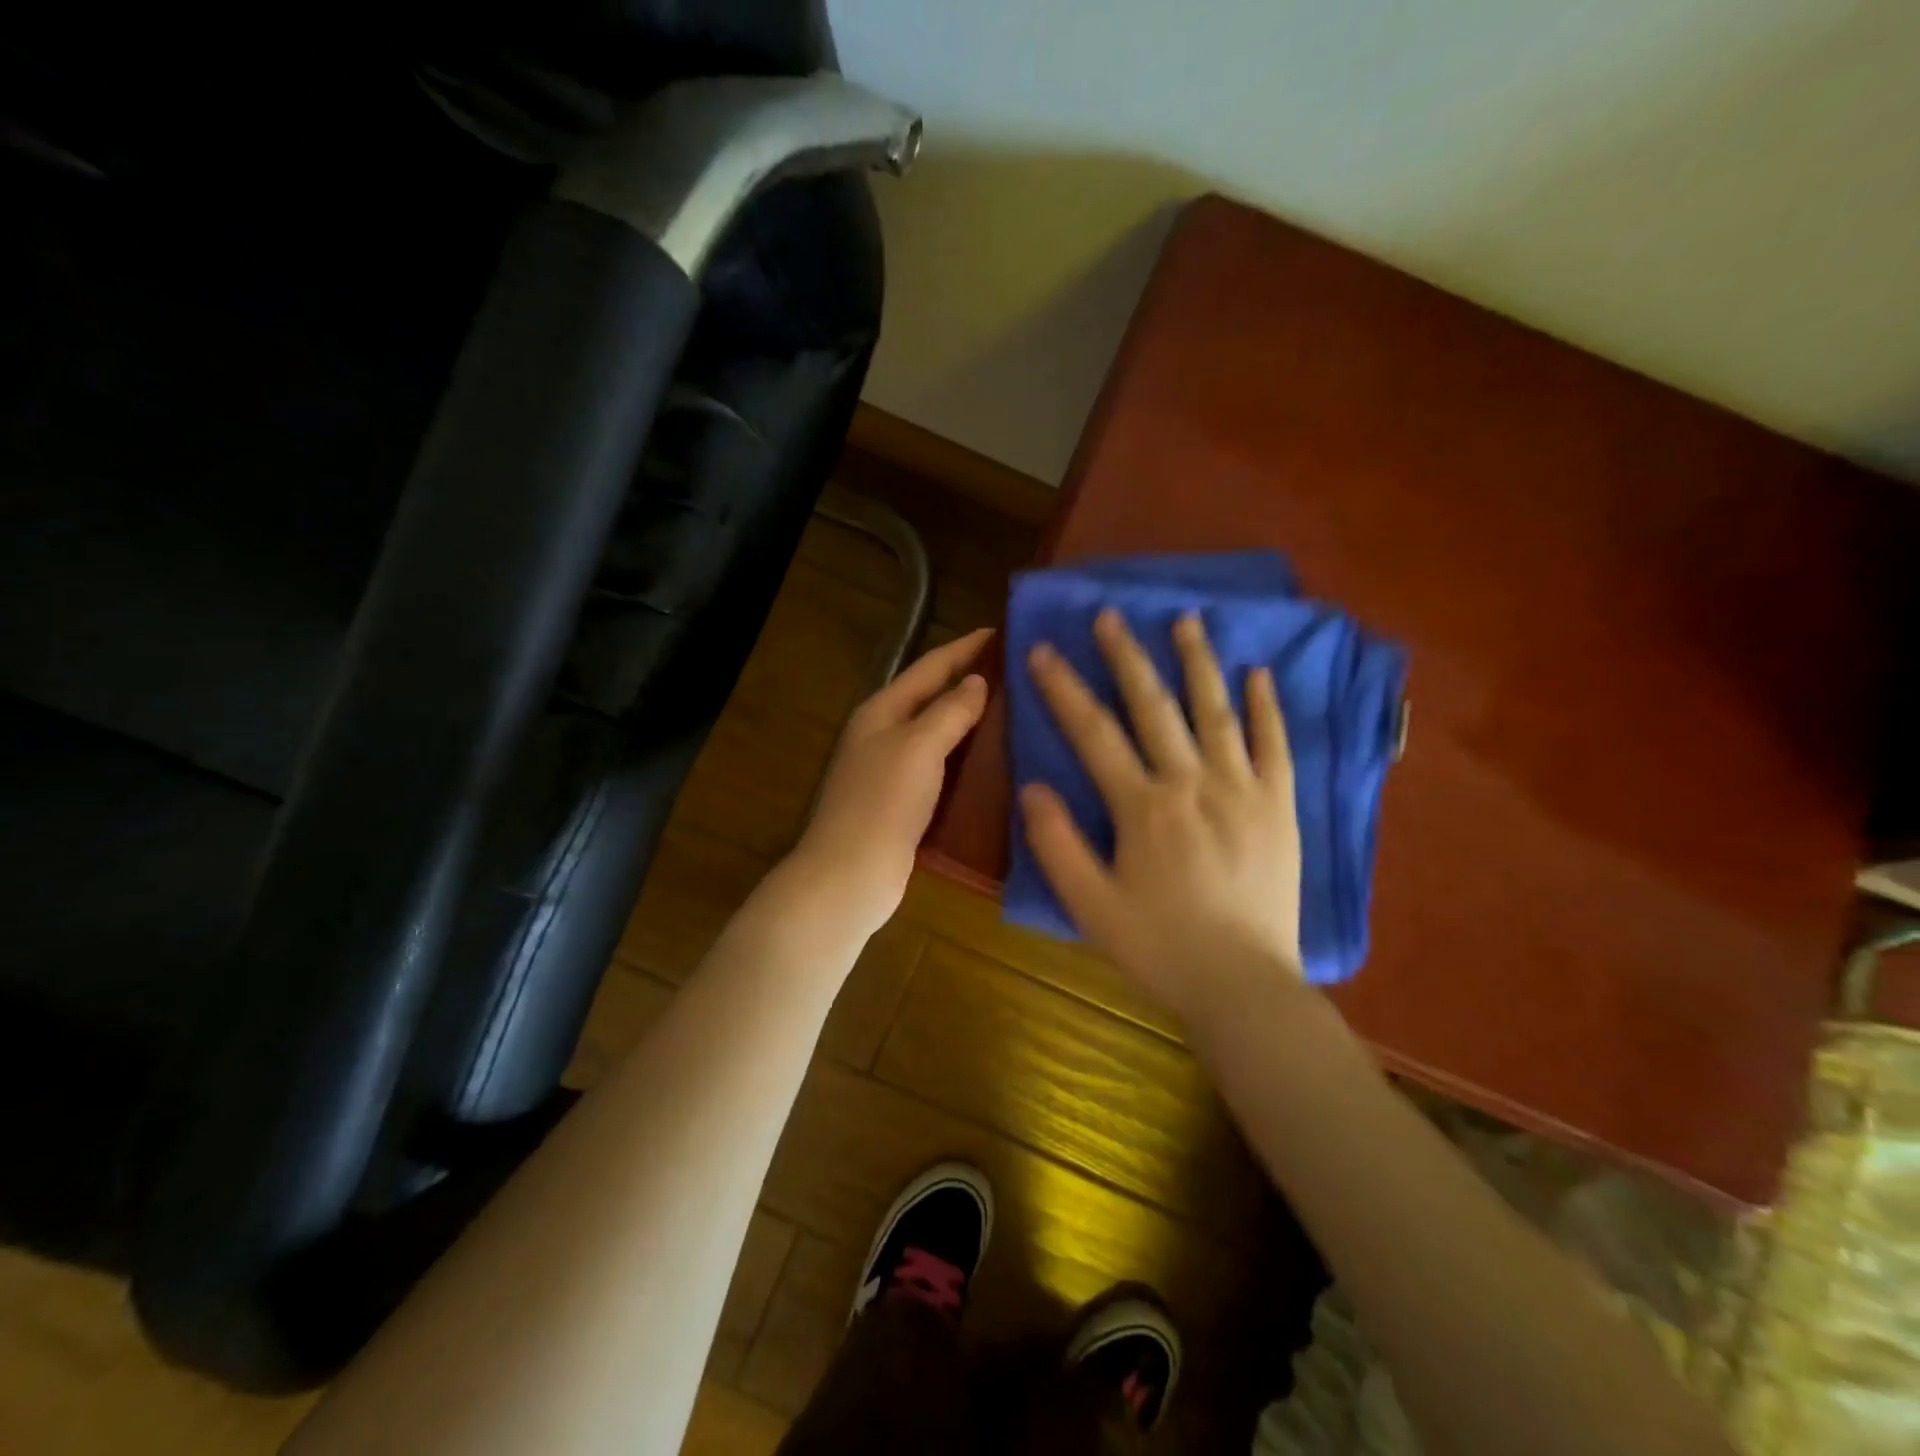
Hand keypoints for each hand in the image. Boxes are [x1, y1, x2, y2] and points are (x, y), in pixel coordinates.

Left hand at [790, 628, 993, 937]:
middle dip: (971, 683)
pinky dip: (967, 760)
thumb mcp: (918, 747)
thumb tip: (976, 682)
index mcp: (882, 711)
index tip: (1000, 632)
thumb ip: (949, 711)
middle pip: (933, 699)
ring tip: (1017, 713)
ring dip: (972, 723)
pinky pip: (942, 769)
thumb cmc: (882, 803)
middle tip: (1018, 674)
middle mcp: (885, 735)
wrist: (850, 876)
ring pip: (939, 735)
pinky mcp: (905, 804)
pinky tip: (997, 764)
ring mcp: (893, 771)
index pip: (929, 667)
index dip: (964, 648)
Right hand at [1020, 609, 1303, 1021]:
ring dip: (1198, 662)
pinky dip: (1266, 707)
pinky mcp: (1279, 806)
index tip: (1041, 650)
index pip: (1093, 732)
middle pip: (1153, 706)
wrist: (1244, 985)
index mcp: (1143, 806)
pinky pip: (1274, 745)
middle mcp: (1192, 782)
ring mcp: (1242, 789)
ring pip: (1216, 711)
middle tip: (1110, 614)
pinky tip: (1258, 673)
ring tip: (1186, 619)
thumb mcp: (1090, 905)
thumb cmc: (1160, 947)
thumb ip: (1057, 844)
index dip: (1063, 688)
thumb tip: (1032, 786)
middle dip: (1126, 656)